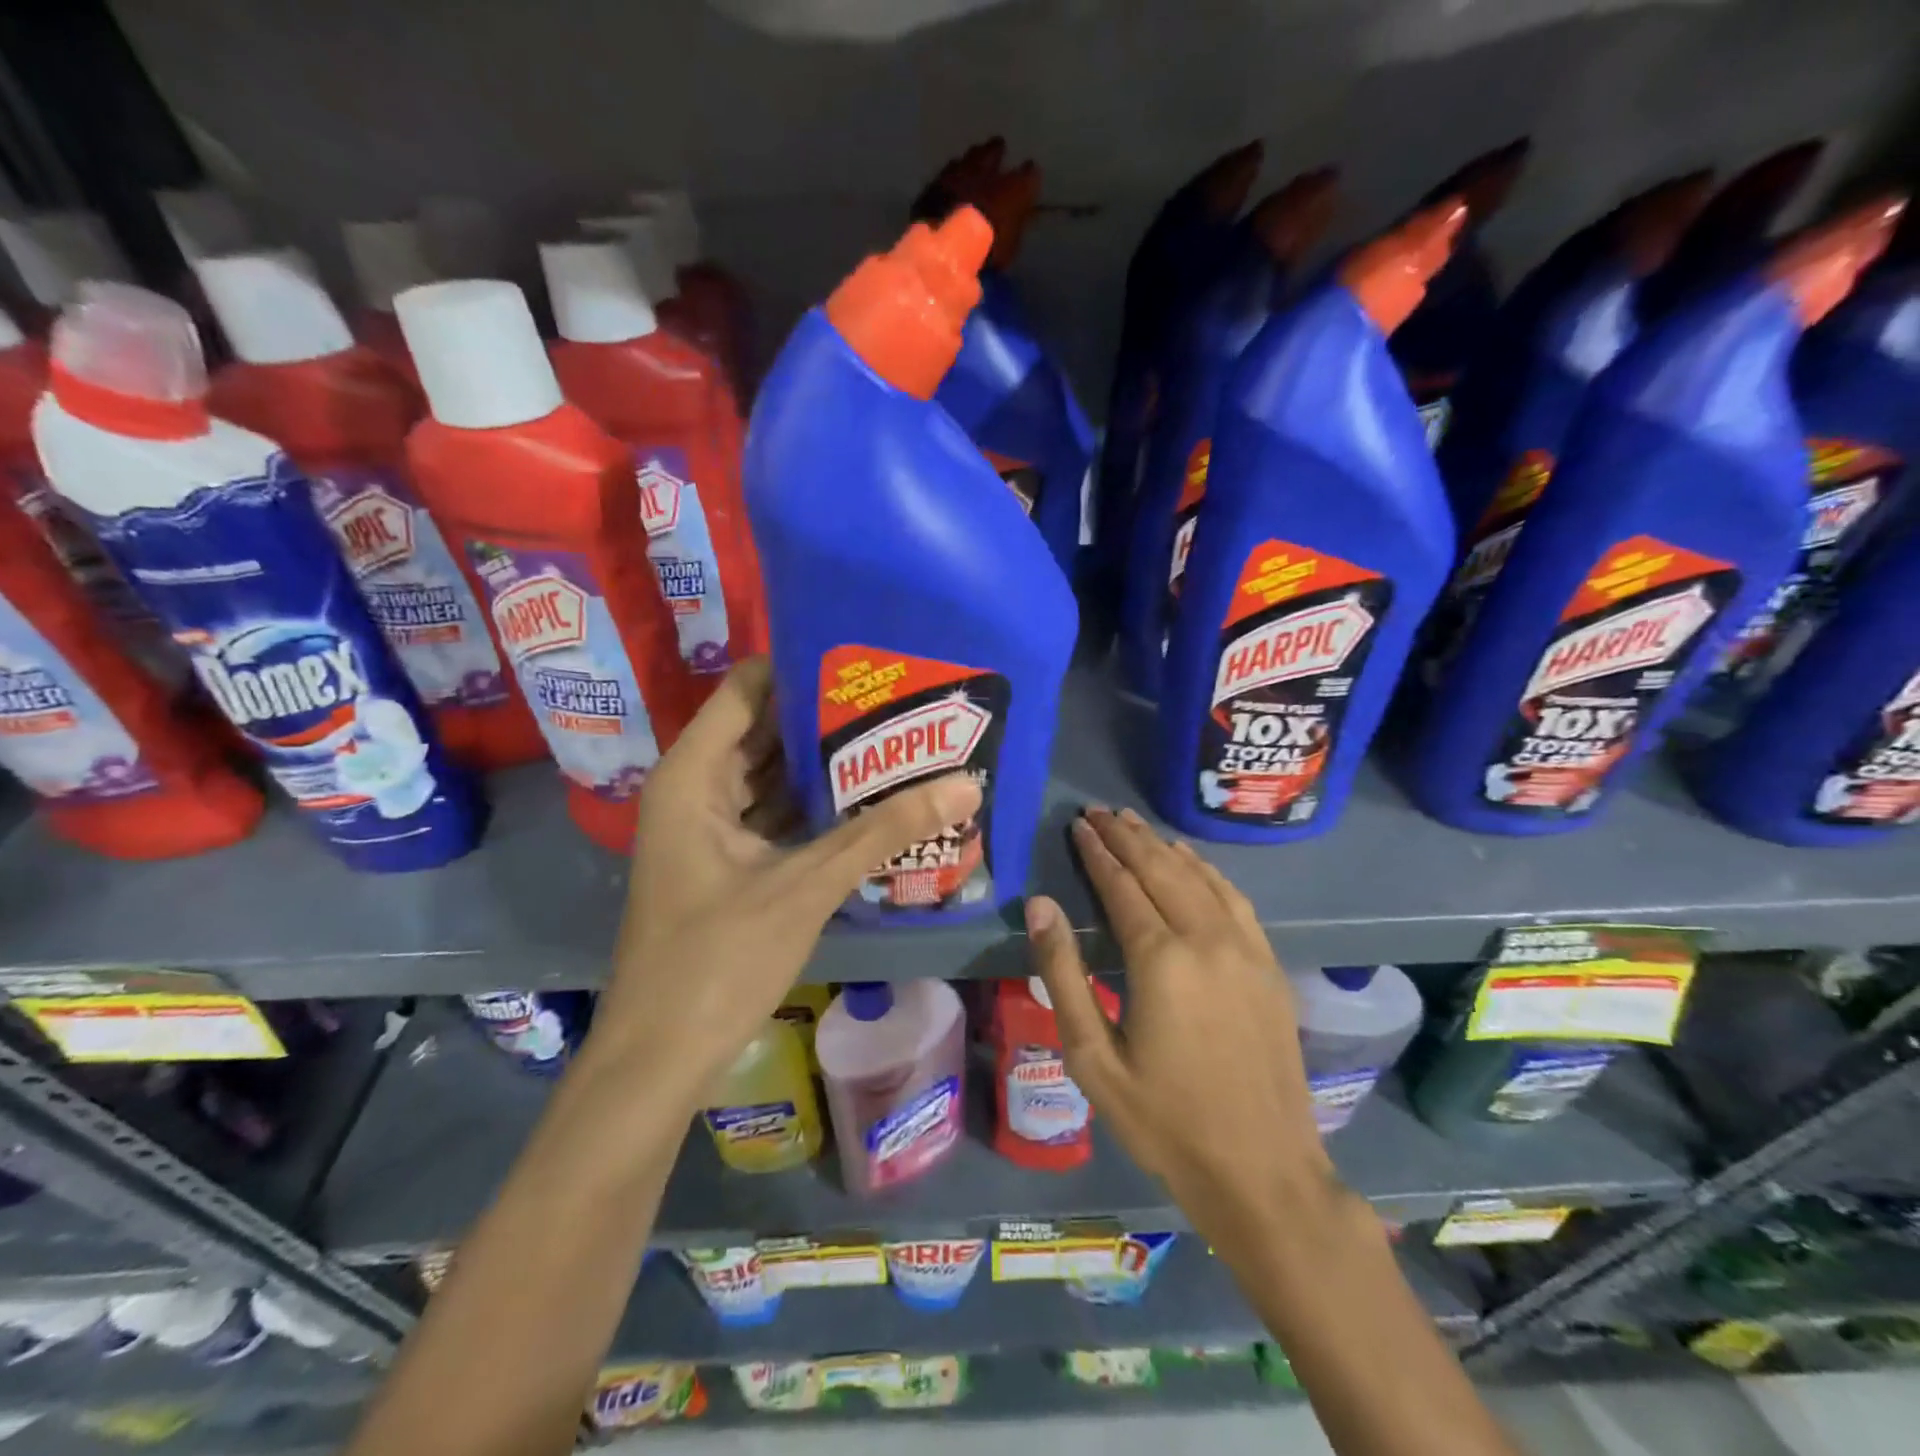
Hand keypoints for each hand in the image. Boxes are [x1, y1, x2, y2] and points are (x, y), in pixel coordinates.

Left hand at [595, 657, 980, 1101]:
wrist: (661, 1057)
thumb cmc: (718, 960)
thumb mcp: (807, 886)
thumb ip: (883, 832)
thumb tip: (964, 786)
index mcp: (694, 774)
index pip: (748, 688)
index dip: (803, 667)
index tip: (867, 660)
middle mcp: (696, 788)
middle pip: (764, 729)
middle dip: (827, 717)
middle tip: (899, 700)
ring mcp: (710, 827)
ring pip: (772, 775)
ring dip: (825, 764)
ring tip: (896, 739)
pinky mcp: (728, 861)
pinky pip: (775, 814)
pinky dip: (815, 806)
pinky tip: (870, 800)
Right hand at [1025, 807, 1336, 1245]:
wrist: (1264, 1172)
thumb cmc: (1165, 1121)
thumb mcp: (1094, 1058)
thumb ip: (1064, 974)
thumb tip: (1040, 905)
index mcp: (1161, 960)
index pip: (1122, 886)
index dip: (1098, 853)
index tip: (1078, 825)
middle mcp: (1207, 940)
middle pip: (1161, 869)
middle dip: (1127, 837)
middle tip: (1099, 812)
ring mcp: (1246, 950)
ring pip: (1199, 877)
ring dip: (1163, 846)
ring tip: (1135, 824)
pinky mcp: (1269, 965)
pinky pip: (1234, 899)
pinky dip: (1207, 871)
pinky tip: (1192, 861)